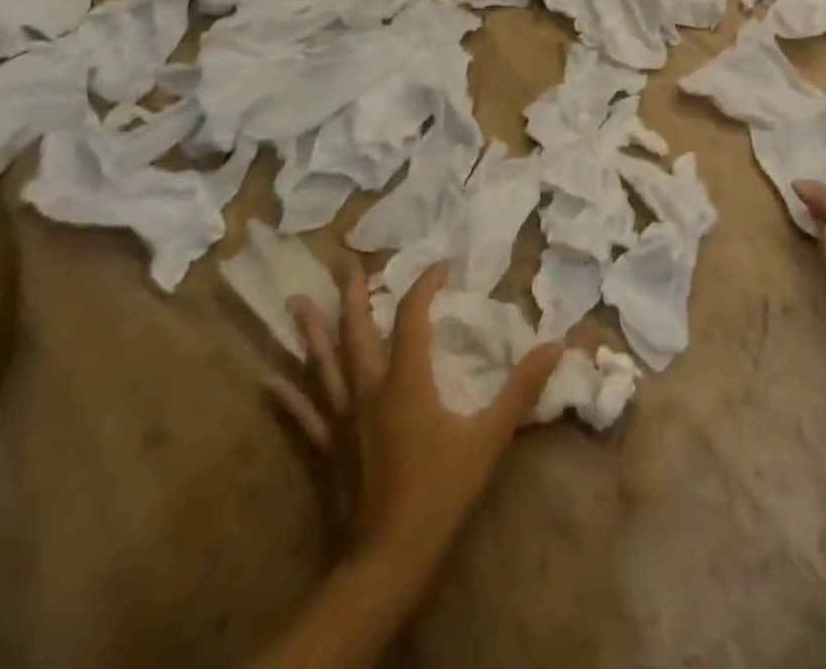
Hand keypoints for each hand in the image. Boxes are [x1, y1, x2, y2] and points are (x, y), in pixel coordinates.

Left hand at [268, 261, 562, 574]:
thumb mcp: (489, 439)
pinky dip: (288, 397)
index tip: (441, 264)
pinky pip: (303, 417)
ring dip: (311, 333)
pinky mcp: (325, 451)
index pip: (412, 317)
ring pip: (323, 366)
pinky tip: (269, 381)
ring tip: (296, 302)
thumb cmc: (439, 494)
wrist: (385, 563)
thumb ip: (521, 390)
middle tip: (345, 263)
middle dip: (352, 295)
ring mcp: (341, 421)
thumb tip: (556, 345)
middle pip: (356, 332)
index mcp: (406, 382)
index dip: (425, 285)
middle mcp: (367, 391)